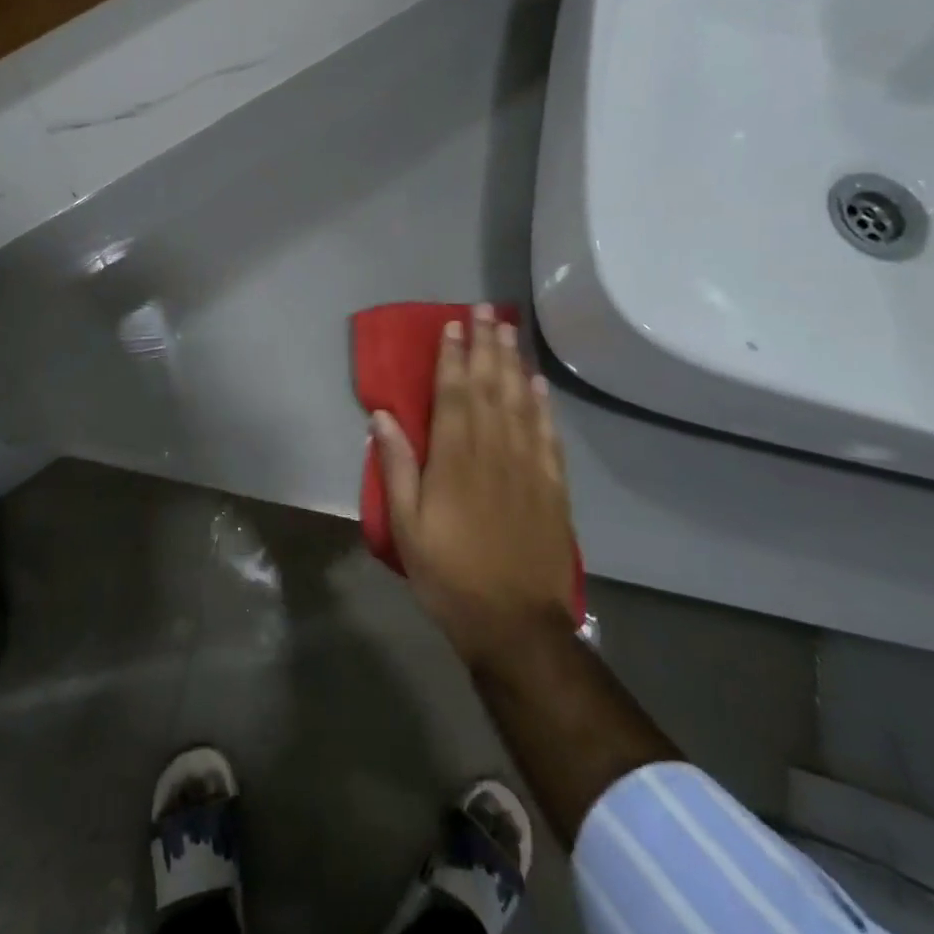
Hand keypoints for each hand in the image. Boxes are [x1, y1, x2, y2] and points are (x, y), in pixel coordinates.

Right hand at [371, 305, 579, 672]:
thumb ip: (395, 467)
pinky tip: (538, 384)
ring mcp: (528, 466)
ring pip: (520, 402)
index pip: (453, 394)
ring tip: (509, 330)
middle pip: (490, 387)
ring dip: (514, 363)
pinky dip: (543, 404)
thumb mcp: (406, 526)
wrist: (515, 624)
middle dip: (486, 345)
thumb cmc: (449, 575)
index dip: (453, 357)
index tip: (453, 325)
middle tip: (486, 309)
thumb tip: (382, 416)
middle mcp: (494, 451)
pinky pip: (548, 434)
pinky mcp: (552, 486)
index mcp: (454, 460)